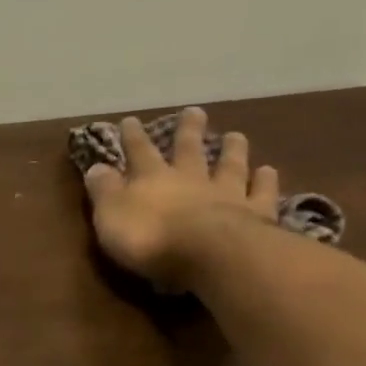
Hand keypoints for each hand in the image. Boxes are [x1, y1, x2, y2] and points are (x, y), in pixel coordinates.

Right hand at [82, 107, 279, 290]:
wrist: (208, 254)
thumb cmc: (150, 238)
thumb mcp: (111, 215)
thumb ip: (104, 191)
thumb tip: (96, 167)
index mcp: (152, 179)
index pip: (139, 152)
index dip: (132, 137)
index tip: (130, 120)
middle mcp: (191, 178)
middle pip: (189, 150)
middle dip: (188, 130)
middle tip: (194, 111)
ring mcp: (227, 193)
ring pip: (229, 165)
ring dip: (232, 149)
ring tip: (235, 135)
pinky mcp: (255, 213)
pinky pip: (261, 193)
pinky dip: (265, 181)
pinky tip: (268, 171)